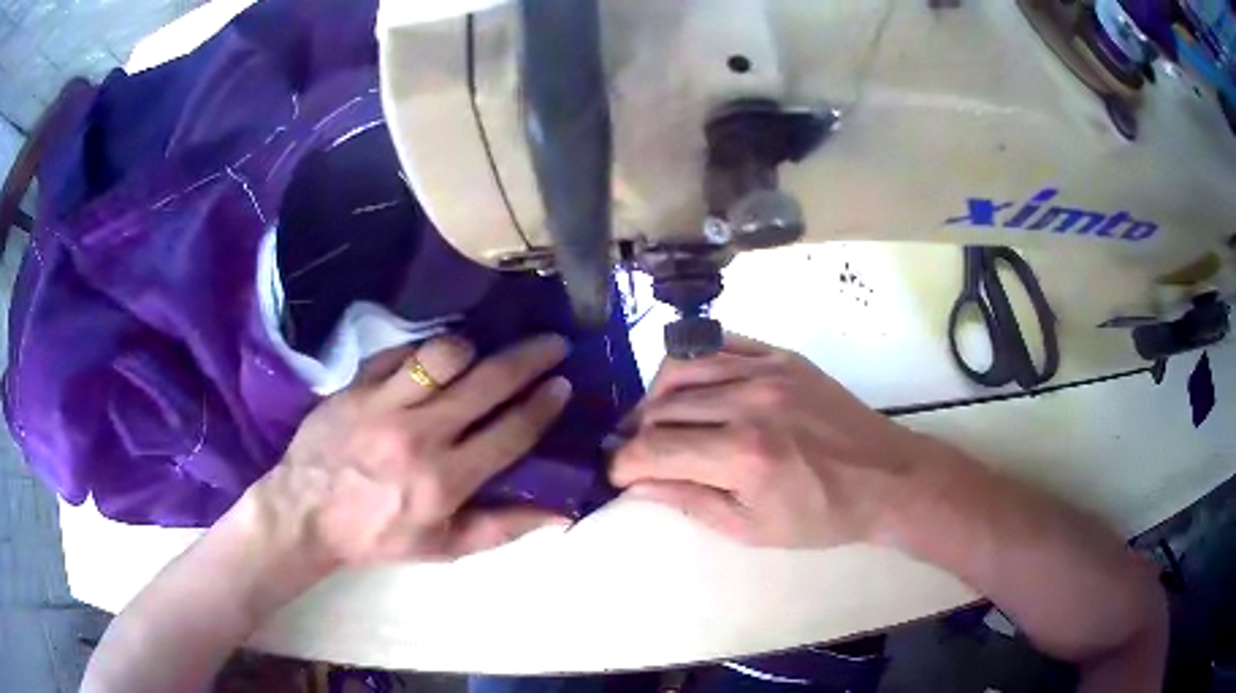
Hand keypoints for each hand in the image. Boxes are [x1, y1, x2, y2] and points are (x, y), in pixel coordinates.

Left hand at [254, 333, 572, 569]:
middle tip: (553, 342)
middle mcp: (420, 435)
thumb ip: (503, 528)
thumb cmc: (378, 535)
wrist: (306, 513)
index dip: (544, 404)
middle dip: (530, 358)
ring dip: (472, 348)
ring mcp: (384, 403)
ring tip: (482, 351)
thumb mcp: (443, 547)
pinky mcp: (357, 384)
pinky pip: (400, 351)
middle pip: (487, 382)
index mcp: (445, 481)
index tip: (563, 383)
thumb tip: (559, 513)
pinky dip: (423, 351)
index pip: (510, 432)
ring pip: (443, 354)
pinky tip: (432, 358)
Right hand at [611, 334, 926, 547]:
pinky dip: (692, 363)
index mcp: (743, 455)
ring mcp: (767, 370)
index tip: (618, 474)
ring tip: (655, 420)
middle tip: (637, 454)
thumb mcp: (752, 528)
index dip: (624, 463)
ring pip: (682, 367)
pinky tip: (690, 387)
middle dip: (636, 434)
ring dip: (655, 395)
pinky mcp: (782, 355)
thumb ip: (689, 501)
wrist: (885, 477)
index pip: (654, 449)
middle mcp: (749, 402)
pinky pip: (719, 342)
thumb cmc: (821, 515)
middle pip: (661, 407)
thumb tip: (636, 485)